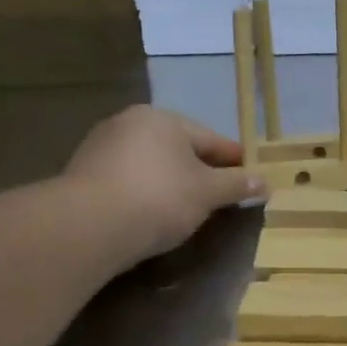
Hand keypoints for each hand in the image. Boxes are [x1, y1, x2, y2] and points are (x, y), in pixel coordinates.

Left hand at [60, 106, 267, 264]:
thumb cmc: (159, 198)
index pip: (211, 139)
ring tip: (185, 211)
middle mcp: (129, 123)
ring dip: (170, 183)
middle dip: (200, 171)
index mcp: (163, 119)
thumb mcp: (207, 193)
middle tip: (219, 198)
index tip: (250, 179)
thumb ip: (237, 185)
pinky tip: (150, 215)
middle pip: (178, 149)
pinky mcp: (81, 175)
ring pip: (150, 165)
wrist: (87, 226)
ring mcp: (100, 147)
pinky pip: (126, 181)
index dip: (234, 161)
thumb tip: (265, 182)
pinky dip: (142, 194)